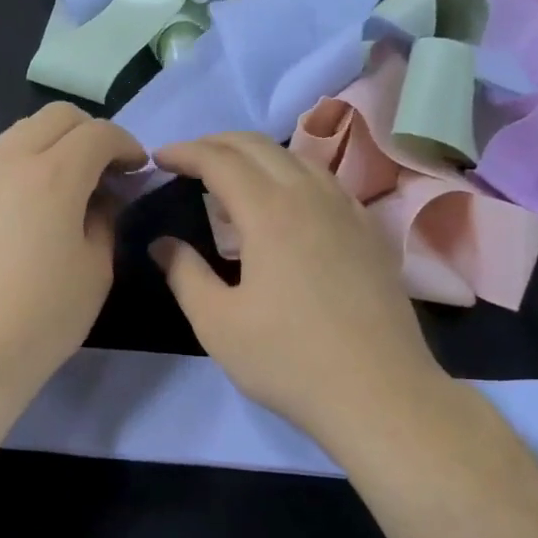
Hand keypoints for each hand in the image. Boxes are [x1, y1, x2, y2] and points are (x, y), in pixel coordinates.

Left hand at [0, 104, 143, 420]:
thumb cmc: (42, 318)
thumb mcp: (96, 270)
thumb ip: (105, 219)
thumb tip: (104, 197)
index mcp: (53, 175)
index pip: (98, 133)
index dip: (126, 145)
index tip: (138, 170)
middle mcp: (12, 162)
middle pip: (57, 117)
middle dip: (92, 133)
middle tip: (109, 171)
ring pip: (25, 131)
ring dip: (58, 143)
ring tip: (76, 184)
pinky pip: (3, 158)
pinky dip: (31, 161)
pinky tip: (42, 203)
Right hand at [151, 132, 446, 446]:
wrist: (379, 394)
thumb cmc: (288, 359)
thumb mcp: (218, 323)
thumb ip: (184, 274)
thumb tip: (161, 244)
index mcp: (270, 212)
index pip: (220, 160)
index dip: (185, 152)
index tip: (158, 158)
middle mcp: (311, 196)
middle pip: (259, 146)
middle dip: (216, 143)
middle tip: (187, 160)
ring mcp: (348, 211)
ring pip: (296, 158)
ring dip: (255, 156)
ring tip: (230, 178)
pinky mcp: (369, 232)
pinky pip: (324, 181)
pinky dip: (291, 175)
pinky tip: (285, 203)